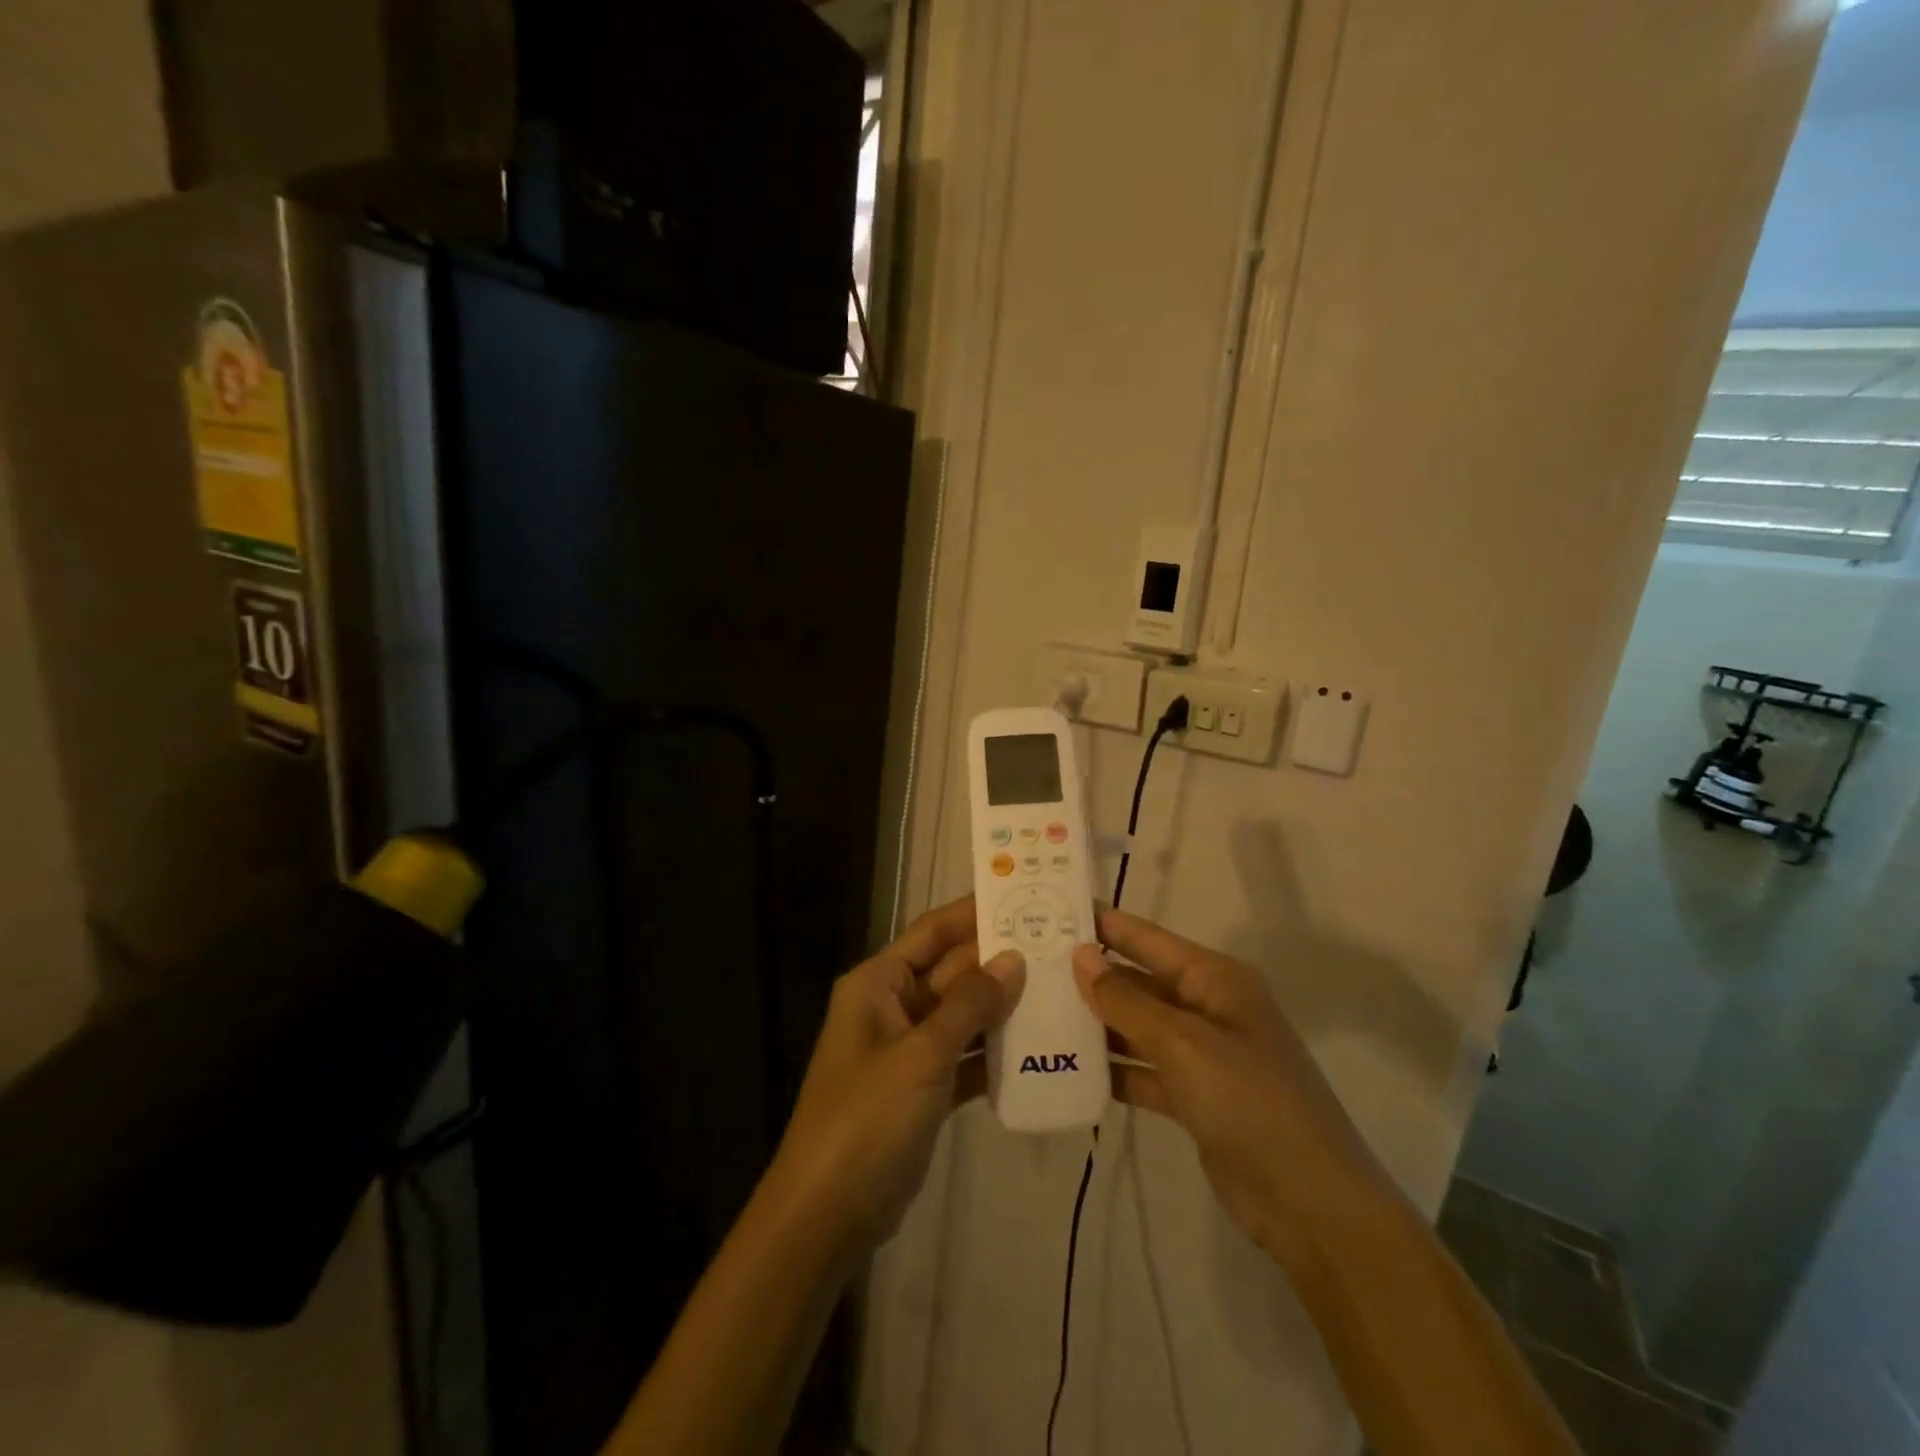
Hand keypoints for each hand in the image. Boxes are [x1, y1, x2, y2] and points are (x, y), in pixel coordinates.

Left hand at [763, 897, 1025, 1258]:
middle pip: (952, 972)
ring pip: (962, 1014)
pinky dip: (994, 1052)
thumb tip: (1013, 957)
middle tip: (1059, 944)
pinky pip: (964, 1056)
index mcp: (878, 983)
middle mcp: (892, 1006)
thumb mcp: (921, 1055)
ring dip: (1003, 1005)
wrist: (827, 1213)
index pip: (932, 932)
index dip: (973, 913)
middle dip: (999, 960)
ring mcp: (908, 1049)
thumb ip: (969, 1004)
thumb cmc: (867, 1118)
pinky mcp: (923, 1088)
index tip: (1022, 897)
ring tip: (1060, 987)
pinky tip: (1039, 1046)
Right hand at [1072, 907, 1390, 1262]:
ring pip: (1137, 1026)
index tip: (1051, 908)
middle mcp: (1208, 1007)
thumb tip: (1081, 956)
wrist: (1312, 1204)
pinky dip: (1112, 1069)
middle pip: (1139, 980)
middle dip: (1091, 974)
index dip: (1103, 923)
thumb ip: (1128, 1001)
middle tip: (1028, 965)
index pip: (1147, 938)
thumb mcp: (1184, 1044)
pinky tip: (1067, 1067)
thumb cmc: (1251, 1102)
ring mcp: (1202, 1054)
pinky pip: (1143, 1069)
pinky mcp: (1194, 1097)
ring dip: (1096, 1022)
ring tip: (1037, 1011)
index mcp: (1215, 979)